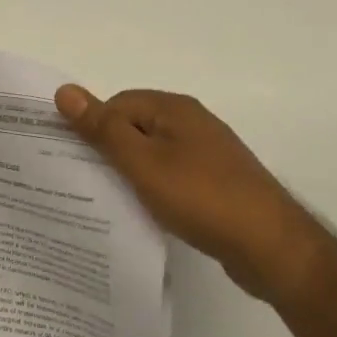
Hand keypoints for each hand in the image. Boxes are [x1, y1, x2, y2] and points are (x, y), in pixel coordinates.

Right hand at [55, 86, 320, 301]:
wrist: (271, 246)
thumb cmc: (201, 197)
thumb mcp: (143, 162)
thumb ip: (103, 129)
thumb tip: (65, 90)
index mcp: (174, 108)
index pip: (117, 105)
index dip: (93, 129)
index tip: (72, 161)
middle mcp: (192, 123)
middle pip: (135, 127)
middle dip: (110, 152)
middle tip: (85, 184)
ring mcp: (208, 154)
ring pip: (154, 154)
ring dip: (132, 174)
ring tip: (111, 201)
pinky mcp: (216, 183)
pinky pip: (173, 176)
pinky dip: (156, 190)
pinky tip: (148, 213)